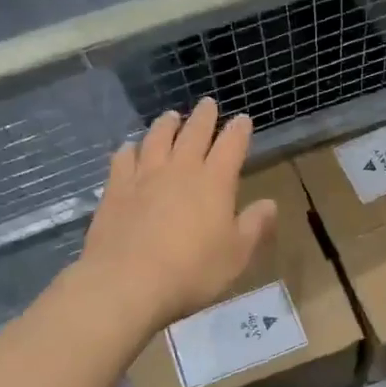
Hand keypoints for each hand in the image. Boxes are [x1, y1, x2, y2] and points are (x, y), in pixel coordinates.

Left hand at [80, 99, 278, 332]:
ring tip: (171, 116)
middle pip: (193, 133)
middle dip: (204, 117)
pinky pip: (123, 159)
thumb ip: (254, 226)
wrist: (127, 282)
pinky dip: (130, 148)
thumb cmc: (192, 272)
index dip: (239, 130)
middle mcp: (180, 170)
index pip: (231, 146)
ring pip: (157, 139)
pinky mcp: (115, 189)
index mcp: (214, 182)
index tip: (243, 119)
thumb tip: (270, 203)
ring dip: (166, 125)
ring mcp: (144, 176)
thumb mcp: (236, 255)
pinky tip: (130, 147)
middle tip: (208, 104)